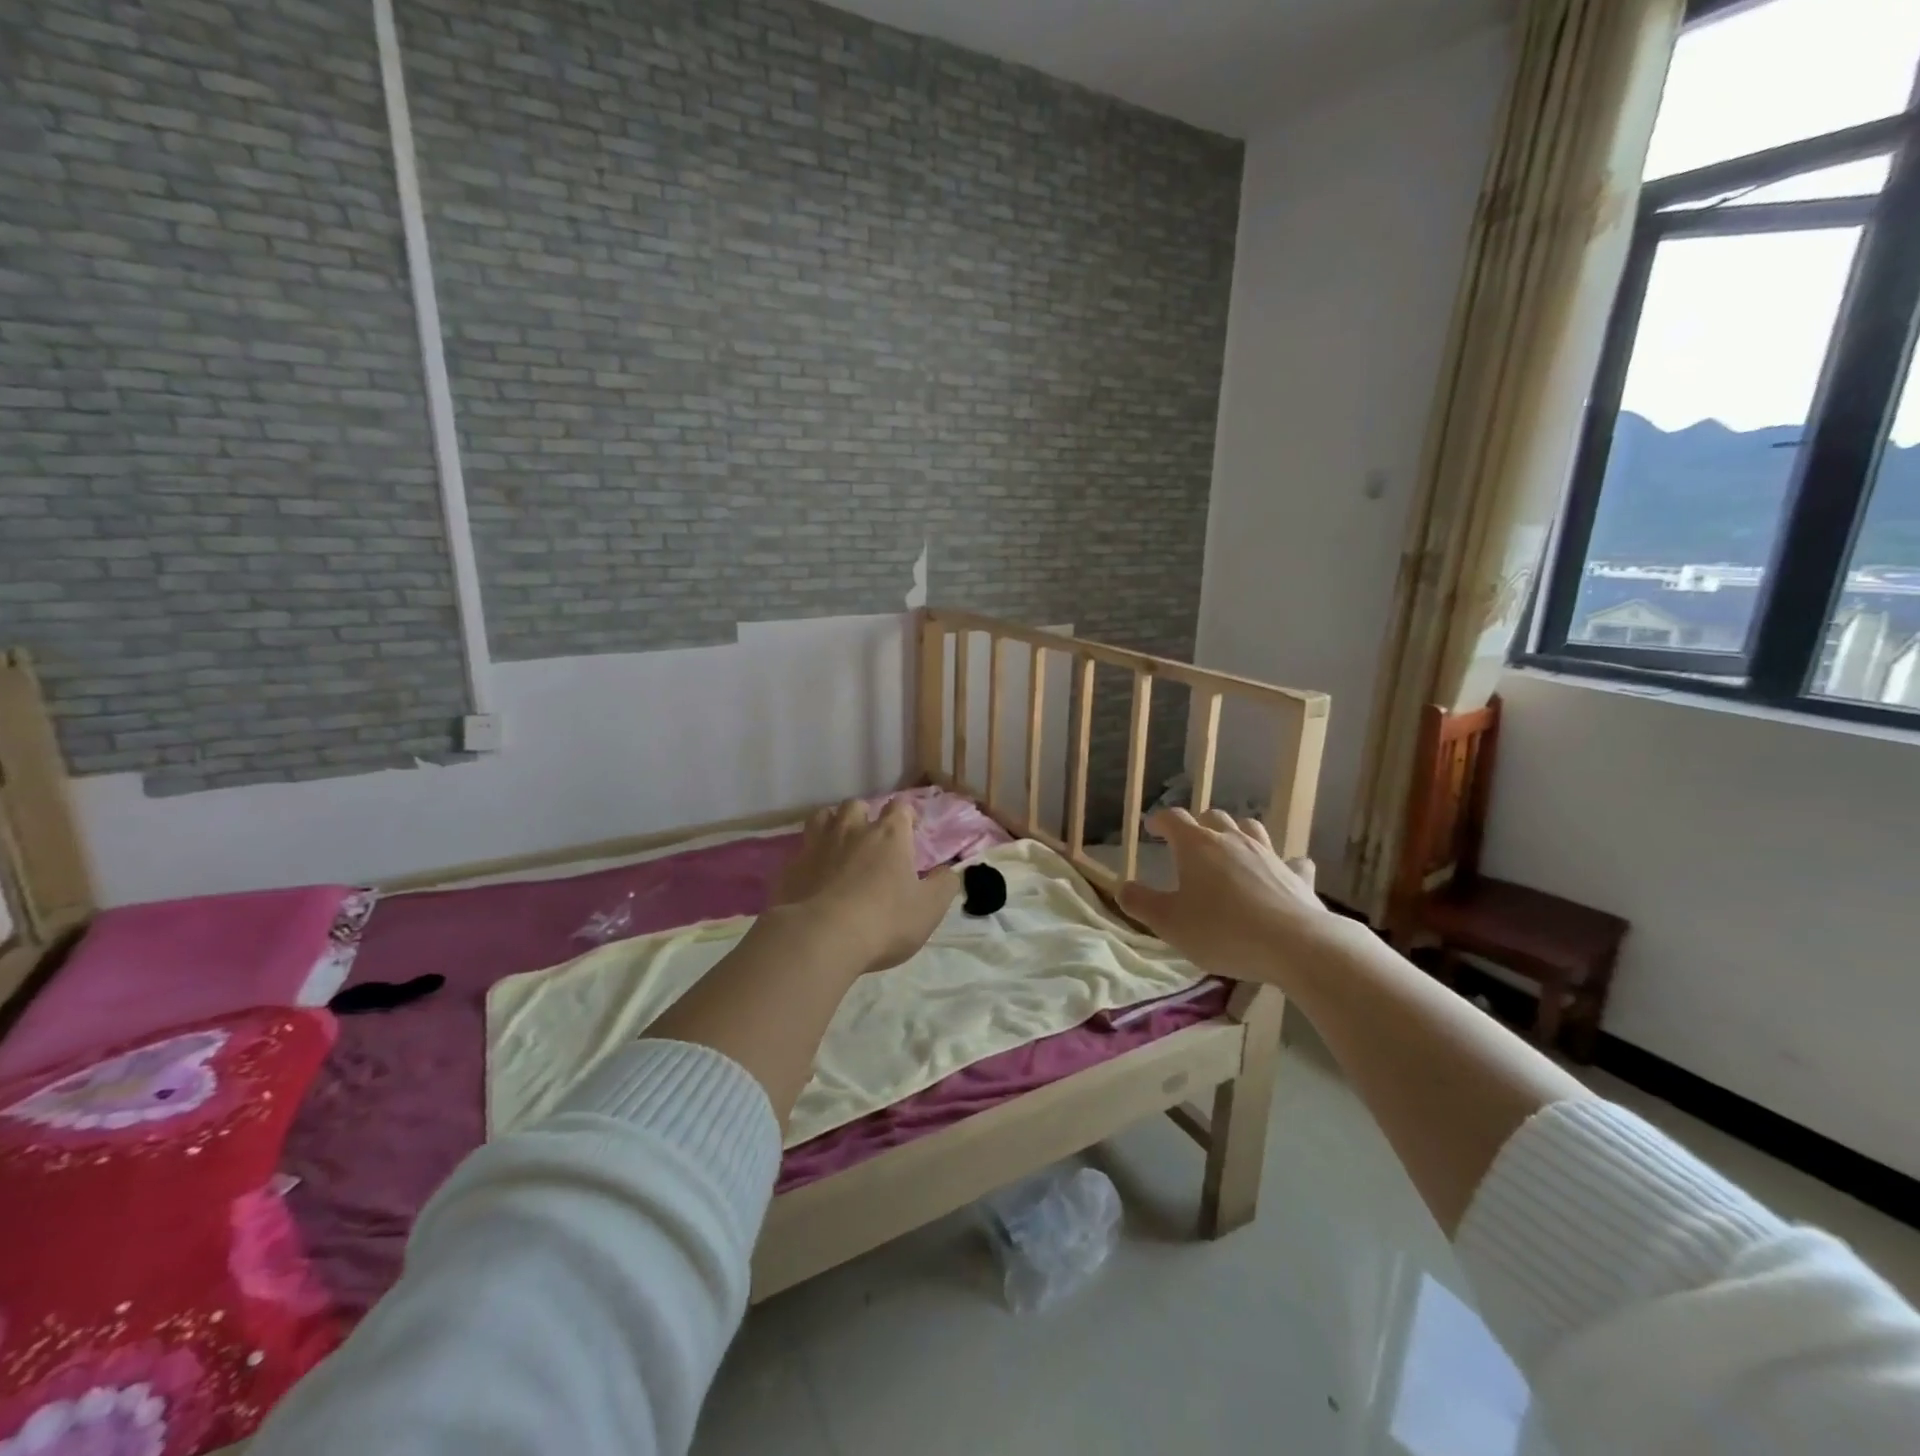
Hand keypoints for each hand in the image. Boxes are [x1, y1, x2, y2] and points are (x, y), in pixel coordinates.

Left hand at [770, 799, 959, 976]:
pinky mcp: (791, 867)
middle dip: (865, 816)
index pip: (900, 807)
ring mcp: (817, 845)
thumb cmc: (884, 921)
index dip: (907, 815)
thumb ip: (944, 886)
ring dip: (832, 825)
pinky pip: (800, 850)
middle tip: (871, 838)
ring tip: (838, 844)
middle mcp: (852, 830)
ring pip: (823, 817)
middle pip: (857, 805)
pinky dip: (809, 858)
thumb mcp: (929, 909)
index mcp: (889, 835)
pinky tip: (813, 876)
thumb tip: (951, 871)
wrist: (820, 938)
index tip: (911, 830)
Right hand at [1118, 808, 1338, 982]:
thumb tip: (1123, 888)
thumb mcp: (1169, 923)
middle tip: (1189, 841)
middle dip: (1198, 824)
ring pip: (1250, 828)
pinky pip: (1290, 860)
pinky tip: (1280, 871)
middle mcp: (1232, 840)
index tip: (1151, 828)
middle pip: (1213, 818)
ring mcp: (1269, 854)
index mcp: (1196, 846)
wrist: (1295, 945)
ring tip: (1229, 846)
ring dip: (1236, 832)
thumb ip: (1141, 903)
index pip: (1174, 819)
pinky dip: (1281, 862)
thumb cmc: (1222, 930)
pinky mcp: (1296, 875)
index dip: (1160, 820)